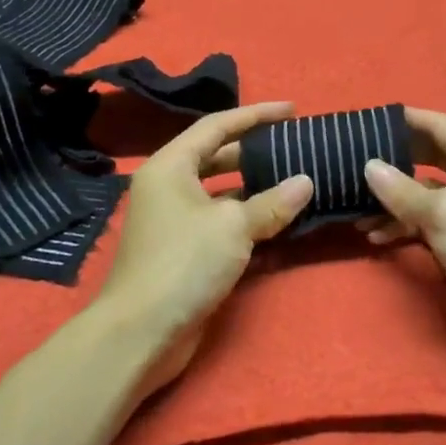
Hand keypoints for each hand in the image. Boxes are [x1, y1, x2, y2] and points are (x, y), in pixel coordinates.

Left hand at [97, 101, 313, 398]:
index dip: (256, 114)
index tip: (292, 110)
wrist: (140, 333)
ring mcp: (175, 221)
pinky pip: (221, 223)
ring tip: (295, 181)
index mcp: (171, 166)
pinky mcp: (184, 251)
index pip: (217, 126)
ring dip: (256, 189)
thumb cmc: (183, 263)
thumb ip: (272, 202)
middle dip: (257, 151)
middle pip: (218, 157)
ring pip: (222, 193)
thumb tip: (305, 183)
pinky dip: (248, 220)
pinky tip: (280, 223)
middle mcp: (169, 187)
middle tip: (296, 147)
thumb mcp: (233, 226)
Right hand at [363, 108, 445, 365]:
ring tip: (353, 207)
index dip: (402, 120)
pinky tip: (375, 236)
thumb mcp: (443, 214)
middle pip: (428, 155)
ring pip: (424, 191)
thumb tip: (369, 165)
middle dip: (392, 160)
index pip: (436, 123)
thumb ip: (402, 189)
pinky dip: (404, 225)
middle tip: (350, 160)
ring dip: (393, 199)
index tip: (364, 121)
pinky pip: (428, 220)